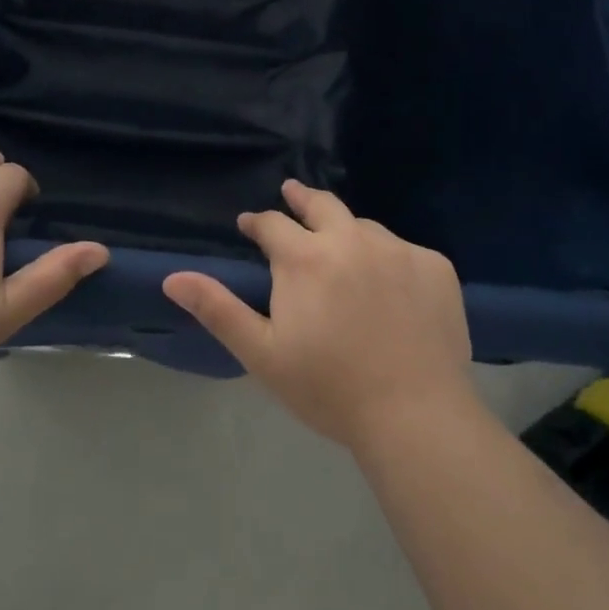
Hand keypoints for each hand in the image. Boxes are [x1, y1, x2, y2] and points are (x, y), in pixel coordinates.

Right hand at [162, 180, 475, 449]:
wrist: (416, 415)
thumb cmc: (329, 389)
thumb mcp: (262, 353)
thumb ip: (218, 309)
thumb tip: (172, 277)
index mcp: (306, 258)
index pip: (273, 224)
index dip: (257, 222)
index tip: (249, 225)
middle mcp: (352, 239)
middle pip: (322, 205)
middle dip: (301, 198)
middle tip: (292, 193)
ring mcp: (398, 250)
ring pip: (364, 226)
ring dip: (346, 230)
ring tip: (341, 245)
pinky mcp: (436, 266)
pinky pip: (404, 250)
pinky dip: (389, 258)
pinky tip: (389, 281)